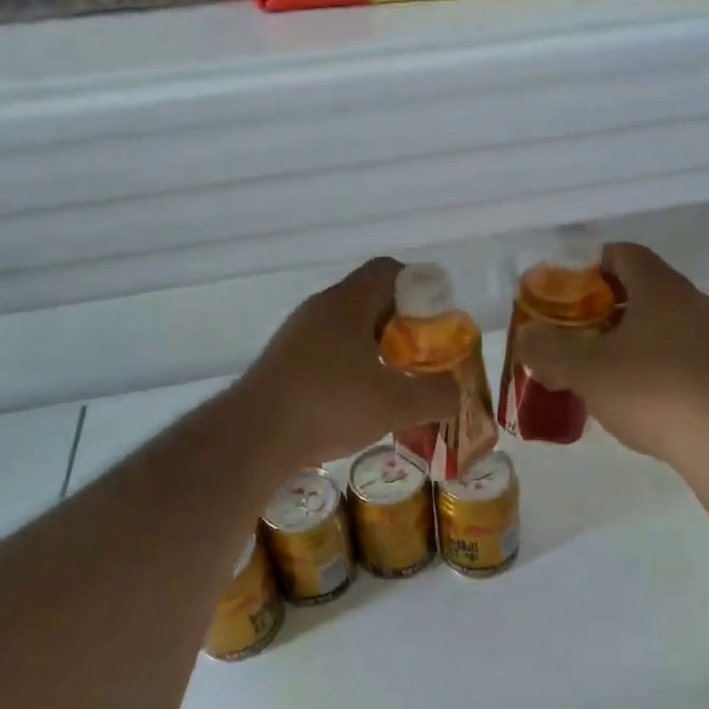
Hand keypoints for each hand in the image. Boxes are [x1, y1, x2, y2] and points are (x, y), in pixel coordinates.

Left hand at [238, 258, 458, 464]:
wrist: (253, 438)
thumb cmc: (330, 405)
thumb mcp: (396, 404)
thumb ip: (436, 396)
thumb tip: (455, 394)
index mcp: (347, 303)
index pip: (388, 271)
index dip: (419, 288)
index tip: (437, 319)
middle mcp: (319, 310)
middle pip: (370, 301)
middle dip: (402, 326)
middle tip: (423, 355)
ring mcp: (296, 337)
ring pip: (347, 330)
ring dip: (376, 350)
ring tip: (396, 383)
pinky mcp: (282, 365)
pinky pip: (327, 354)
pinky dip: (351, 369)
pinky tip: (359, 403)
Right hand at [514, 242, 708, 465]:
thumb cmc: (649, 390)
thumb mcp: (584, 370)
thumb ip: (548, 349)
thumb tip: (527, 335)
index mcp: (659, 287)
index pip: (623, 253)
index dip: (590, 265)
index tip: (565, 290)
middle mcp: (689, 300)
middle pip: (640, 285)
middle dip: (603, 302)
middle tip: (573, 326)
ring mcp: (708, 334)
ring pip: (658, 319)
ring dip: (625, 332)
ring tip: (595, 359)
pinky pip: (674, 347)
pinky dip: (648, 355)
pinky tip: (629, 386)